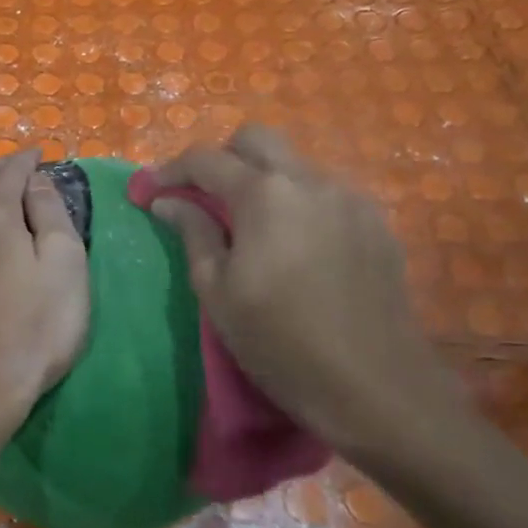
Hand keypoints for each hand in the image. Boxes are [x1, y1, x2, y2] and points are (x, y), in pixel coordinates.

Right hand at [148, 125, 459, 463]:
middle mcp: (310, 181)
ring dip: (264, 181)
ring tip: (252, 229)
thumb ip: (193, 234)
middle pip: (257, 140)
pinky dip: (299, 204)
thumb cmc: (280, 343)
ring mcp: (351, 199)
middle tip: (204, 199)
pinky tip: (296, 248)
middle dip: (222, 158)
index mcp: (265, 195)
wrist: (376, 388)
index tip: (150, 190)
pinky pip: (326, 194)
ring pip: (295, 165)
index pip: (206, 159)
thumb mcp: (218, 293)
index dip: (170, 170)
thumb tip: (168, 201)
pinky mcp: (377, 224)